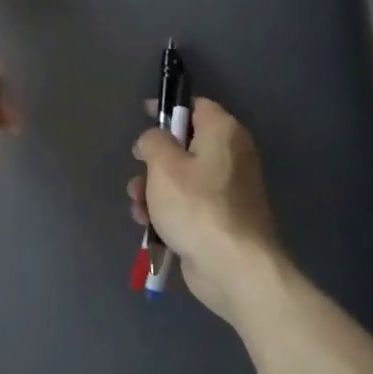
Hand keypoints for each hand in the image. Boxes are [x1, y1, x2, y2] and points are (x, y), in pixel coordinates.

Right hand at [128, 97, 280, 325]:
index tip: (142, 117)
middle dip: (153, 161)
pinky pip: (188, 204)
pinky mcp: (221, 218)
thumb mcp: (163, 165)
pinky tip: (149, 226)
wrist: (234, 268)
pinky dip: (167, 211)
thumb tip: (152, 140)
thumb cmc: (197, 207)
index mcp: (223, 133)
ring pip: (181, 178)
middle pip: (184, 145)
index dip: (168, 108)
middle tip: (138, 173)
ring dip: (154, 190)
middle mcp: (231, 156)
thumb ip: (152, 141)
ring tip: (139, 208)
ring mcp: (227, 190)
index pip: (195, 105)